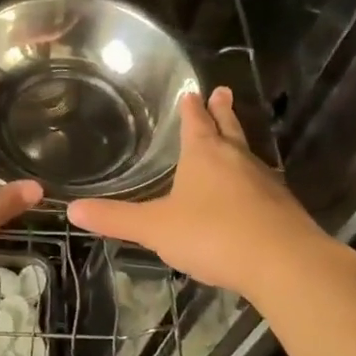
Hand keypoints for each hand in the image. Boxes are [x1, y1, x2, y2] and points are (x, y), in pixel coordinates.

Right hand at [69, 86, 353, 298]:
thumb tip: (72, 209)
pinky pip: (262, 184)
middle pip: (228, 128)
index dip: (192, 109)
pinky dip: (252, 179)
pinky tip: (251, 192)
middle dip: (222, 112)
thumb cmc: (212, 235)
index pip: (195, 123)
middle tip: (223, 92)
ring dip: (238, 143)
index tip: (193, 92)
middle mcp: (236, 160)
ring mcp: (264, 182)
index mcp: (204, 155)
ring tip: (234, 139)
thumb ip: (116, 219)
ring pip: (247, 154)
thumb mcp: (155, 228)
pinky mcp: (282, 208)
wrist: (283, 263)